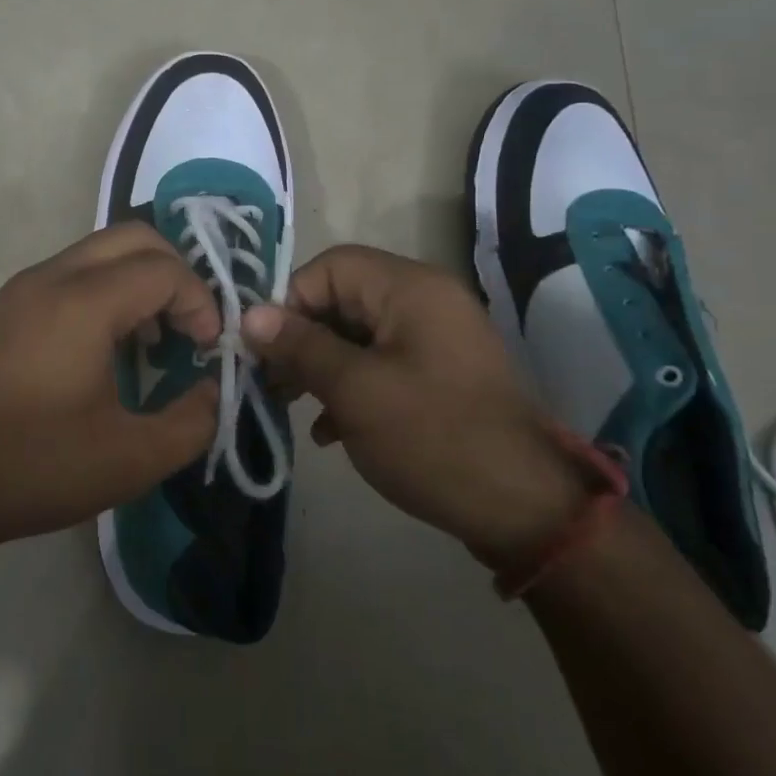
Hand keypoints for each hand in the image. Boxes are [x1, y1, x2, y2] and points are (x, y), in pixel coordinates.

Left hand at [0, 223, 220, 550]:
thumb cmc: (35, 465)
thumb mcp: (131, 459)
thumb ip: (193, 421)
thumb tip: (214, 390)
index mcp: (84, 303)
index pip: (165, 270)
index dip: (201, 303)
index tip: (206, 351)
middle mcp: (53, 277)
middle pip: (134, 237)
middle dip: (176, 274)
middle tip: (189, 327)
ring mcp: (26, 287)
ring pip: (102, 250)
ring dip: (141, 279)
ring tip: (154, 339)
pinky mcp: (11, 305)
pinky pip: (76, 272)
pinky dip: (110, 289)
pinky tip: (111, 346)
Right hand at [243, 245, 586, 572]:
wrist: (524, 508)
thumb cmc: (432, 438)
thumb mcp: (355, 391)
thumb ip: (300, 347)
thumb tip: (250, 315)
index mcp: (410, 288)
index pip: (331, 267)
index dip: (290, 301)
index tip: (263, 349)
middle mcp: (426, 300)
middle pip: (343, 299)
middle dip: (301, 338)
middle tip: (270, 381)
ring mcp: (436, 338)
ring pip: (358, 334)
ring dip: (321, 365)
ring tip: (291, 404)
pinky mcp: (439, 374)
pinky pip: (382, 362)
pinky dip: (351, 386)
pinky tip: (328, 430)